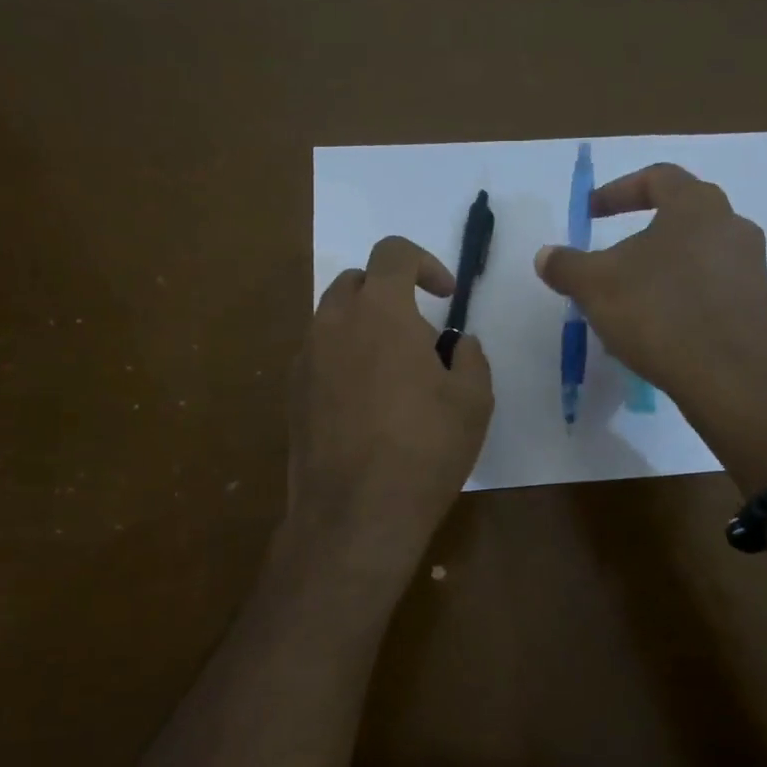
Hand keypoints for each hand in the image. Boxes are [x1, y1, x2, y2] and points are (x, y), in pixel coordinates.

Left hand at [290, 236, 493, 555]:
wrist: (356, 514)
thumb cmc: (425, 449)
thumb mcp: (474, 400)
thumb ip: (470, 357)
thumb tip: (457, 344)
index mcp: (380, 312)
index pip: (393, 252)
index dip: (424, 263)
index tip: (445, 297)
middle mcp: (333, 324)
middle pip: (357, 282)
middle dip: (390, 294)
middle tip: (419, 338)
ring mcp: (305, 360)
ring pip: (333, 321)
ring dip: (365, 329)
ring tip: (394, 378)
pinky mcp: (292, 395)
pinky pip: (320, 358)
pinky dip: (344, 362)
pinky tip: (367, 408)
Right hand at [533, 164, 766, 434]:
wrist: (731, 379)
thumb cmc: (660, 314)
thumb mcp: (596, 287)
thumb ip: (567, 265)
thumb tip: (546, 255)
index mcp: (697, 205)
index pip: (657, 178)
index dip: (617, 192)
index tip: (590, 214)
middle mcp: (733, 226)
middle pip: (680, 218)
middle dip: (641, 237)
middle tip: (612, 262)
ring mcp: (752, 268)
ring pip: (696, 258)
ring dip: (662, 273)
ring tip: (632, 304)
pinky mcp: (758, 307)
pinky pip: (712, 292)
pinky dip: (683, 301)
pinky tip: (662, 332)